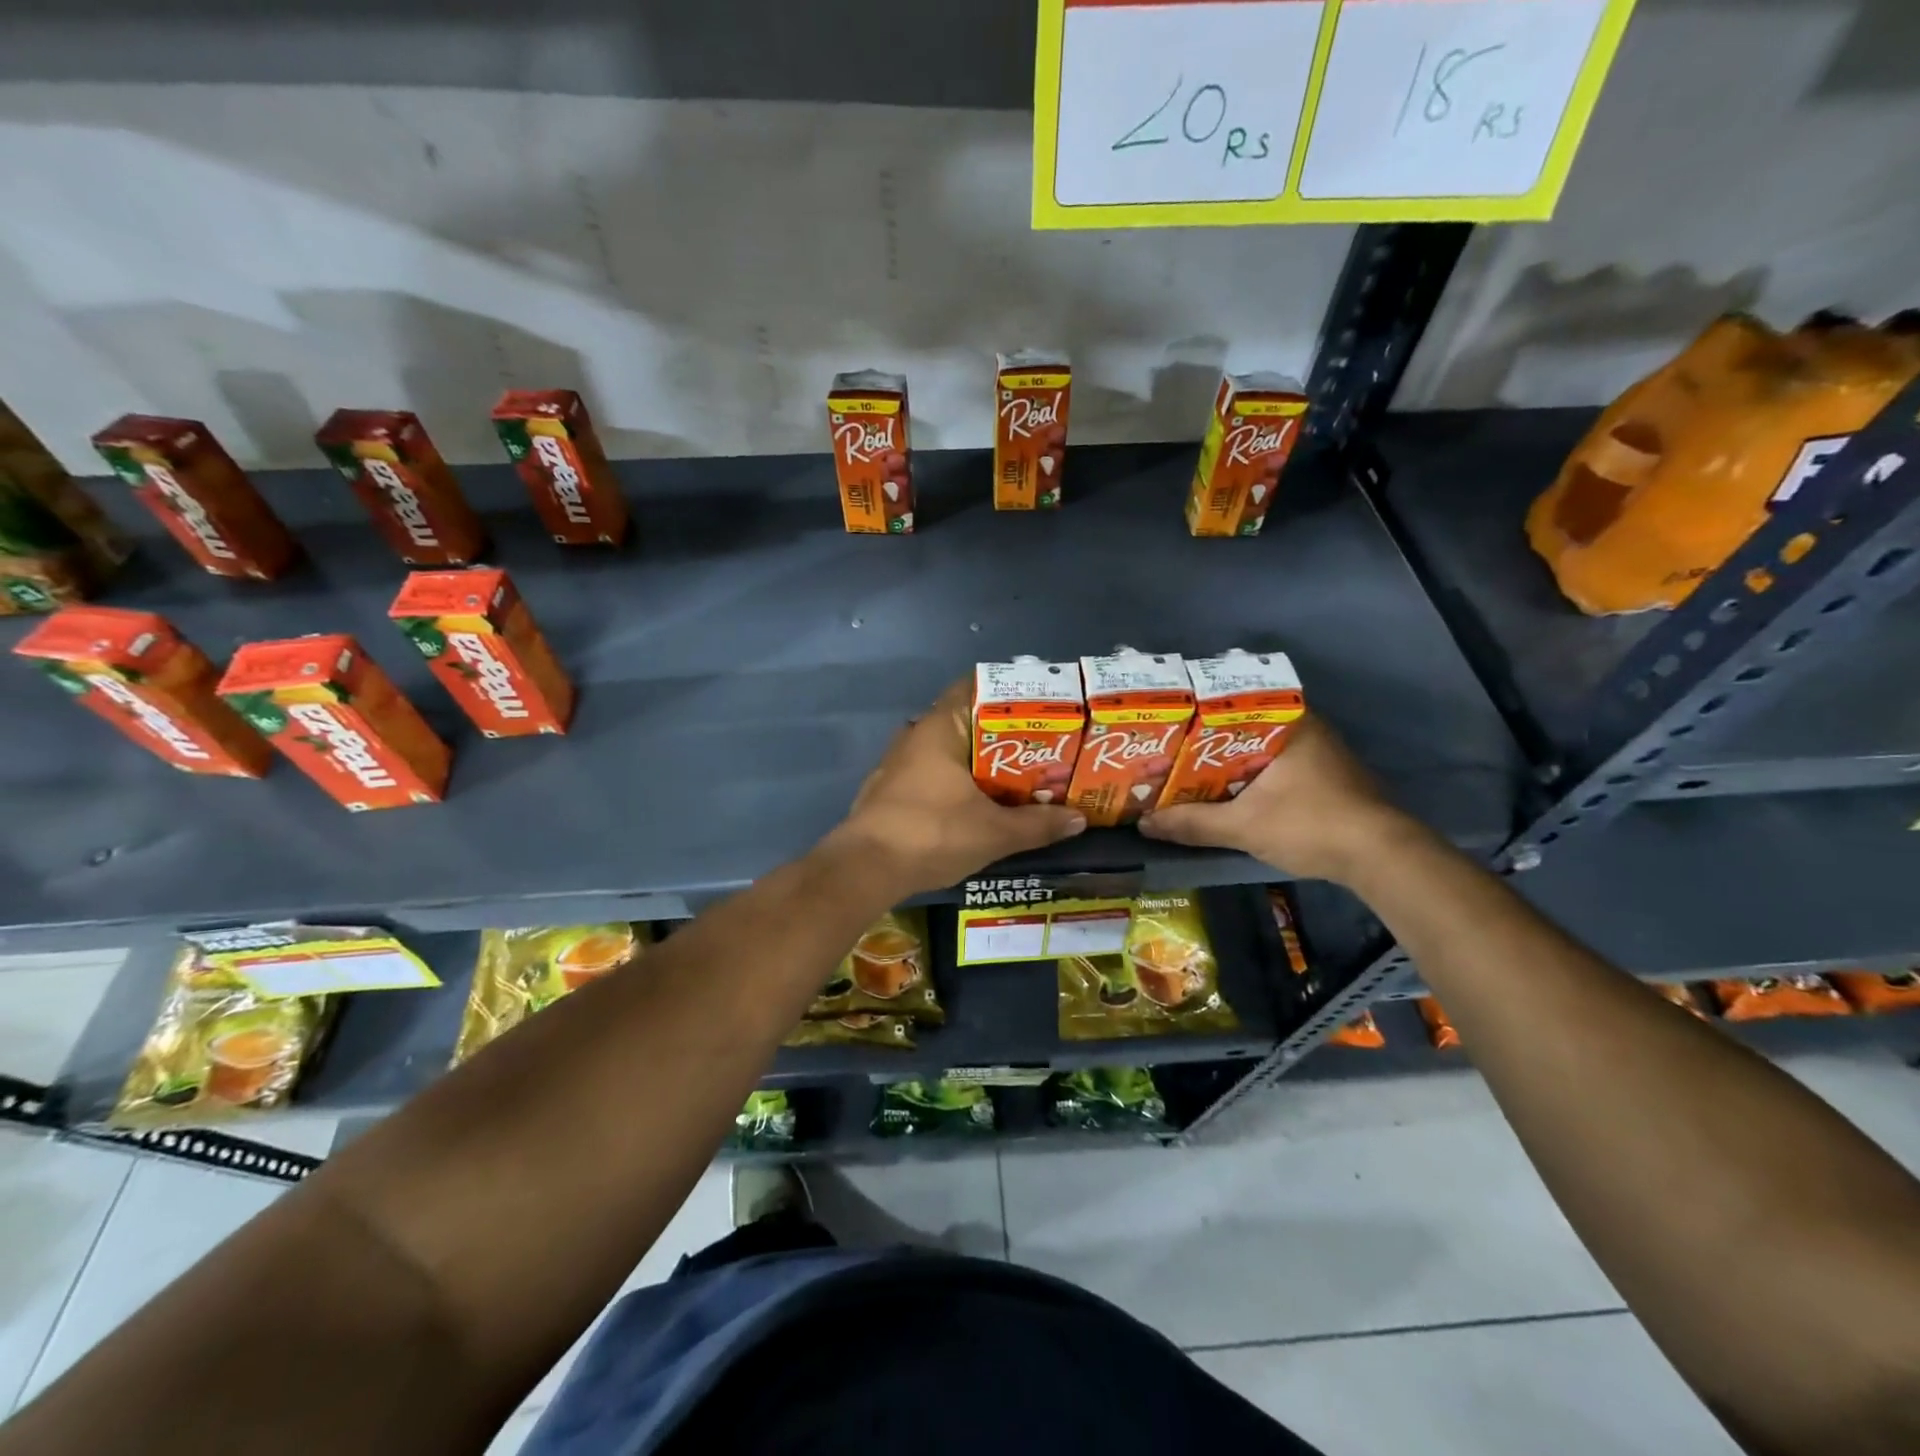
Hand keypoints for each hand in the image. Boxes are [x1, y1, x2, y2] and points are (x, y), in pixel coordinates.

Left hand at [823, 680, 1086, 896]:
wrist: (865, 869)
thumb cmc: (932, 833)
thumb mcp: (994, 832)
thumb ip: (1038, 824)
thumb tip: (1079, 819)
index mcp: (939, 727)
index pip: (973, 687)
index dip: (1008, 693)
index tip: (1040, 706)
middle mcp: (915, 735)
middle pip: (965, 721)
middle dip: (1001, 733)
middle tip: (1040, 746)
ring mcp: (897, 763)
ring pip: (947, 750)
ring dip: (977, 761)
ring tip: (1016, 775)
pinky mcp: (889, 790)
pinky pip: (932, 773)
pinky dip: (956, 780)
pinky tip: (977, 802)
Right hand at [1138, 714, 1417, 882]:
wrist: (1381, 858)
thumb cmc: (1311, 824)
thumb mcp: (1243, 826)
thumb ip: (1193, 823)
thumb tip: (1144, 823)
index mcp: (1289, 723)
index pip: (1235, 701)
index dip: (1198, 711)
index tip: (1170, 721)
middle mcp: (1306, 729)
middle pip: (1245, 727)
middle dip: (1208, 740)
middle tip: (1169, 748)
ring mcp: (1321, 755)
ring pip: (1261, 749)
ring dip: (1230, 762)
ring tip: (1187, 769)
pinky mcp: (1327, 780)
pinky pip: (1276, 767)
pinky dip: (1251, 776)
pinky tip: (1227, 791)